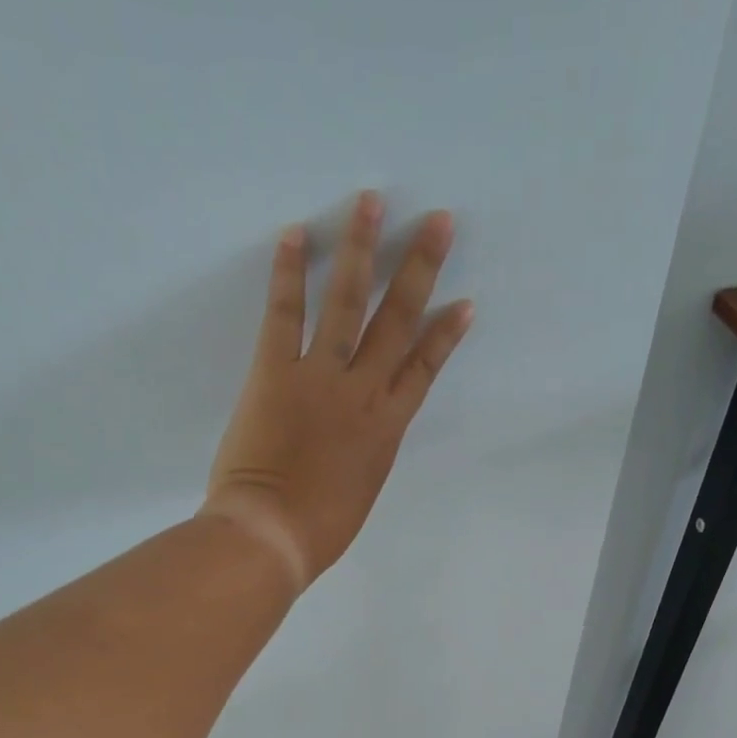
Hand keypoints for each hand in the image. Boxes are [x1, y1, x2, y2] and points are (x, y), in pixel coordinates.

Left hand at [201, 191, 473, 590]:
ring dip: (361, 250)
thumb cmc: (318, 530)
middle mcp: (363, 394)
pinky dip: (289, 274)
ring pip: (348, 304)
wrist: (272, 535)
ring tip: (370, 202)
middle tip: (437, 221)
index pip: (424, 369)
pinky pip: (285, 315)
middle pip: (398, 322)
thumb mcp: (360, 492)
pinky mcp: (275, 373)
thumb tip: (361, 436)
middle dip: (420, 269)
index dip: (445, 334)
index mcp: (386, 429)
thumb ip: (365, 454)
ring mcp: (321, 379)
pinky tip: (296, 234)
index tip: (464, 302)